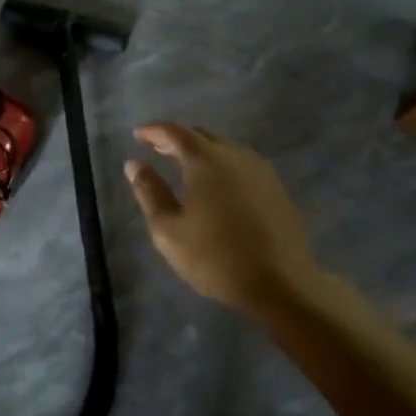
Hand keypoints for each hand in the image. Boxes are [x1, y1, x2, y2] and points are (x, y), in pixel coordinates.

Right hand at [124, 122, 323, 313]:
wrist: (282, 284)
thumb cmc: (216, 258)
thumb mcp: (169, 230)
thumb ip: (150, 192)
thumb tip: (134, 164)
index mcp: (205, 160)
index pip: (174, 132)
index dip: (154, 130)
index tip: (138, 135)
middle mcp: (234, 155)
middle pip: (202, 134)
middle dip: (177, 137)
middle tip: (157, 147)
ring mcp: (260, 170)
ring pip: (225, 147)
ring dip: (201, 149)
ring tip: (184, 164)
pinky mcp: (276, 187)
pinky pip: (242, 162)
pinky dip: (222, 162)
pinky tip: (218, 183)